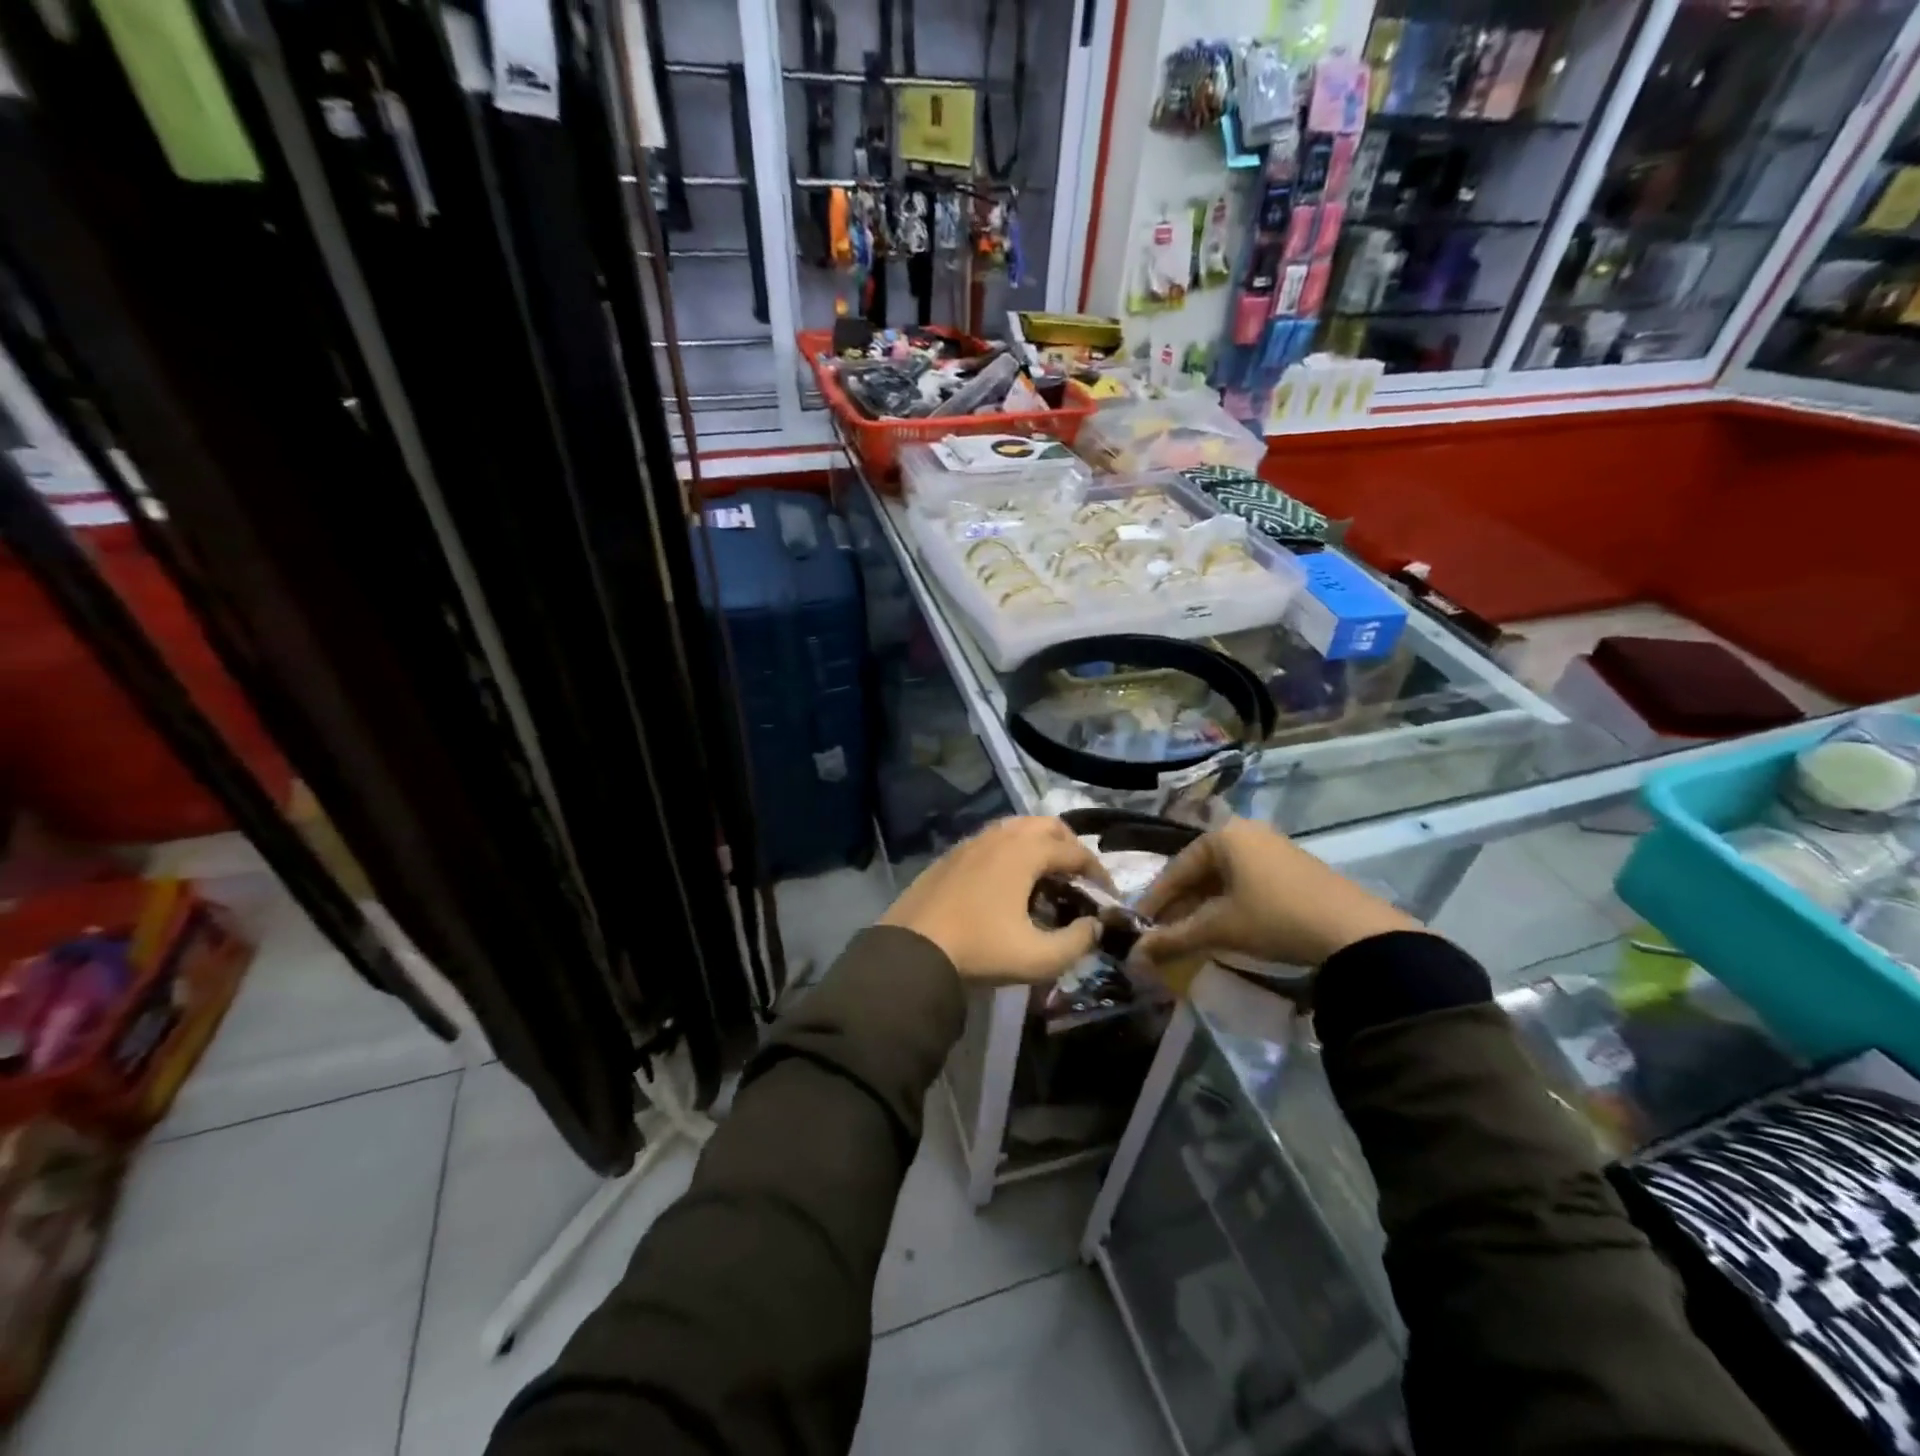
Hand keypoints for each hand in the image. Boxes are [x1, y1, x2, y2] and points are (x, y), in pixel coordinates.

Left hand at [880, 817, 1109, 982]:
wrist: (911, 950)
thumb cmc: (980, 950)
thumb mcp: (1038, 958)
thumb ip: (1078, 942)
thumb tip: (1095, 926)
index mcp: (1025, 852)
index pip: (1075, 852)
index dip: (1098, 873)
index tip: (1107, 897)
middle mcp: (1000, 836)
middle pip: (1047, 826)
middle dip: (1069, 848)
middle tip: (1077, 879)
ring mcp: (971, 842)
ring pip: (1016, 829)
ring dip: (1038, 846)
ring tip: (1045, 879)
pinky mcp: (951, 855)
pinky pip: (992, 841)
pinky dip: (1011, 852)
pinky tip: (1007, 884)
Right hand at [1136, 818, 1419, 968]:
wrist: (1356, 932)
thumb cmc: (1275, 918)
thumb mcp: (1219, 929)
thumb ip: (1173, 938)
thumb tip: (1135, 955)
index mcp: (1224, 835)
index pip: (1176, 868)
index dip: (1155, 900)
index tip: (1140, 926)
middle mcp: (1247, 832)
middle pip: (1200, 871)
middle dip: (1180, 905)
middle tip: (1163, 934)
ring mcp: (1274, 848)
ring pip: (1224, 879)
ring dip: (1204, 907)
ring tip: (1191, 935)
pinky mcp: (1294, 868)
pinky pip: (1247, 883)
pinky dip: (1230, 905)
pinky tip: (1226, 928)